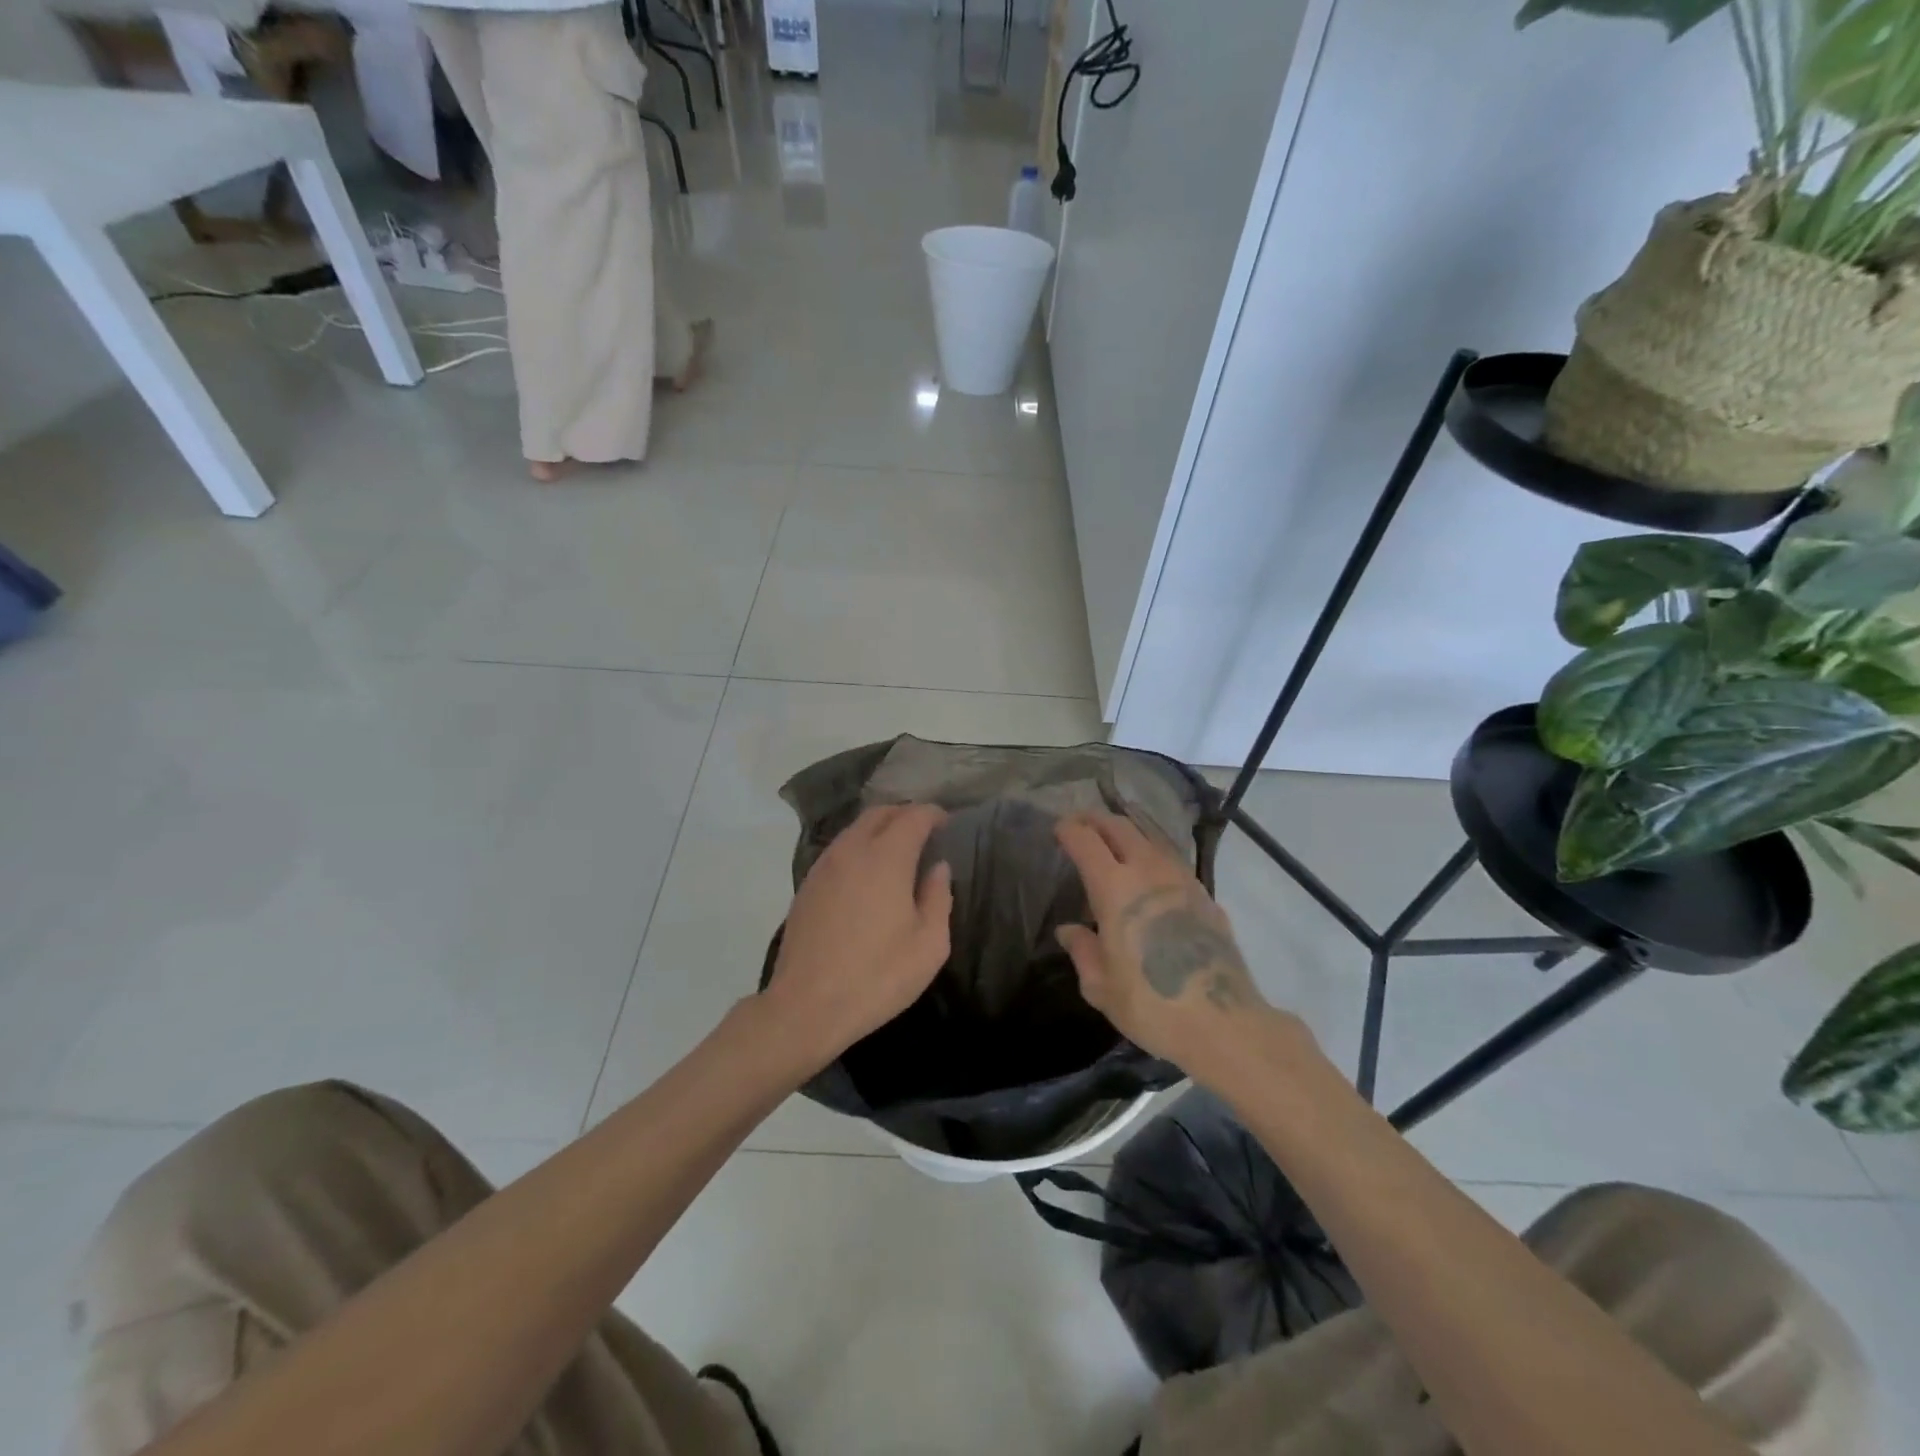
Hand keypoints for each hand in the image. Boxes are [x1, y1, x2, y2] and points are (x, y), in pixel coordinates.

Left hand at [763, 803, 953, 1070]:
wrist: (806, 1006)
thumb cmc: (877, 976)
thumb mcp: (929, 944)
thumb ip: (938, 897)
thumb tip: (938, 868)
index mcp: (886, 858)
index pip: (913, 816)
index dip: (933, 814)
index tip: (947, 824)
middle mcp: (852, 850)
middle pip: (879, 813)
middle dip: (905, 814)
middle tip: (925, 832)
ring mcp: (824, 866)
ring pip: (855, 829)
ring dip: (880, 829)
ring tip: (899, 851)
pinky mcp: (807, 885)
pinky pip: (839, 850)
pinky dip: (859, 847)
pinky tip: (868, 874)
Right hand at [1054, 811, 1277, 1079]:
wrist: (1222, 1021)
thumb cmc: (1151, 1005)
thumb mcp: (1101, 986)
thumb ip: (1082, 950)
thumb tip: (1069, 931)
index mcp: (1114, 888)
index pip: (1086, 840)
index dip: (1069, 829)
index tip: (1059, 829)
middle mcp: (1148, 871)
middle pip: (1119, 826)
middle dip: (1096, 820)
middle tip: (1082, 824)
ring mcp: (1182, 879)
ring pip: (1150, 836)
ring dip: (1127, 830)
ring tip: (1114, 838)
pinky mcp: (1205, 894)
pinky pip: (1172, 858)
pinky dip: (1152, 851)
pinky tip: (1150, 869)